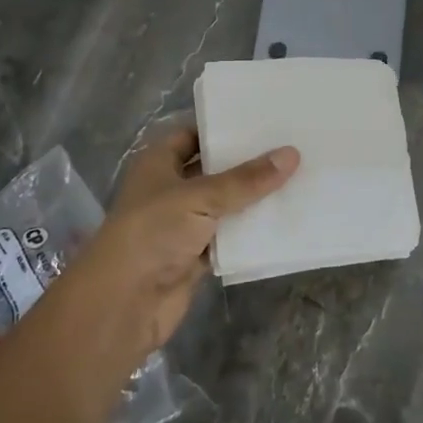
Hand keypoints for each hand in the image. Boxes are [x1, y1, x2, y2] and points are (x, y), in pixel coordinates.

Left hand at [77, 126, 298, 360]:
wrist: (123, 304)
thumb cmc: (152, 233)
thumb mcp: (200, 197)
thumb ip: (246, 179)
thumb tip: (292, 153)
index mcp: (159, 163)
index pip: (193, 134)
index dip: (223, 126)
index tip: (264, 118)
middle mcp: (170, 189)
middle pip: (214, 169)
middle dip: (247, 162)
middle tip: (291, 144)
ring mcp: (183, 224)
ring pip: (225, 204)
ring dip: (254, 197)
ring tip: (298, 175)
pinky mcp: (196, 255)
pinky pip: (230, 237)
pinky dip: (251, 232)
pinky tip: (285, 218)